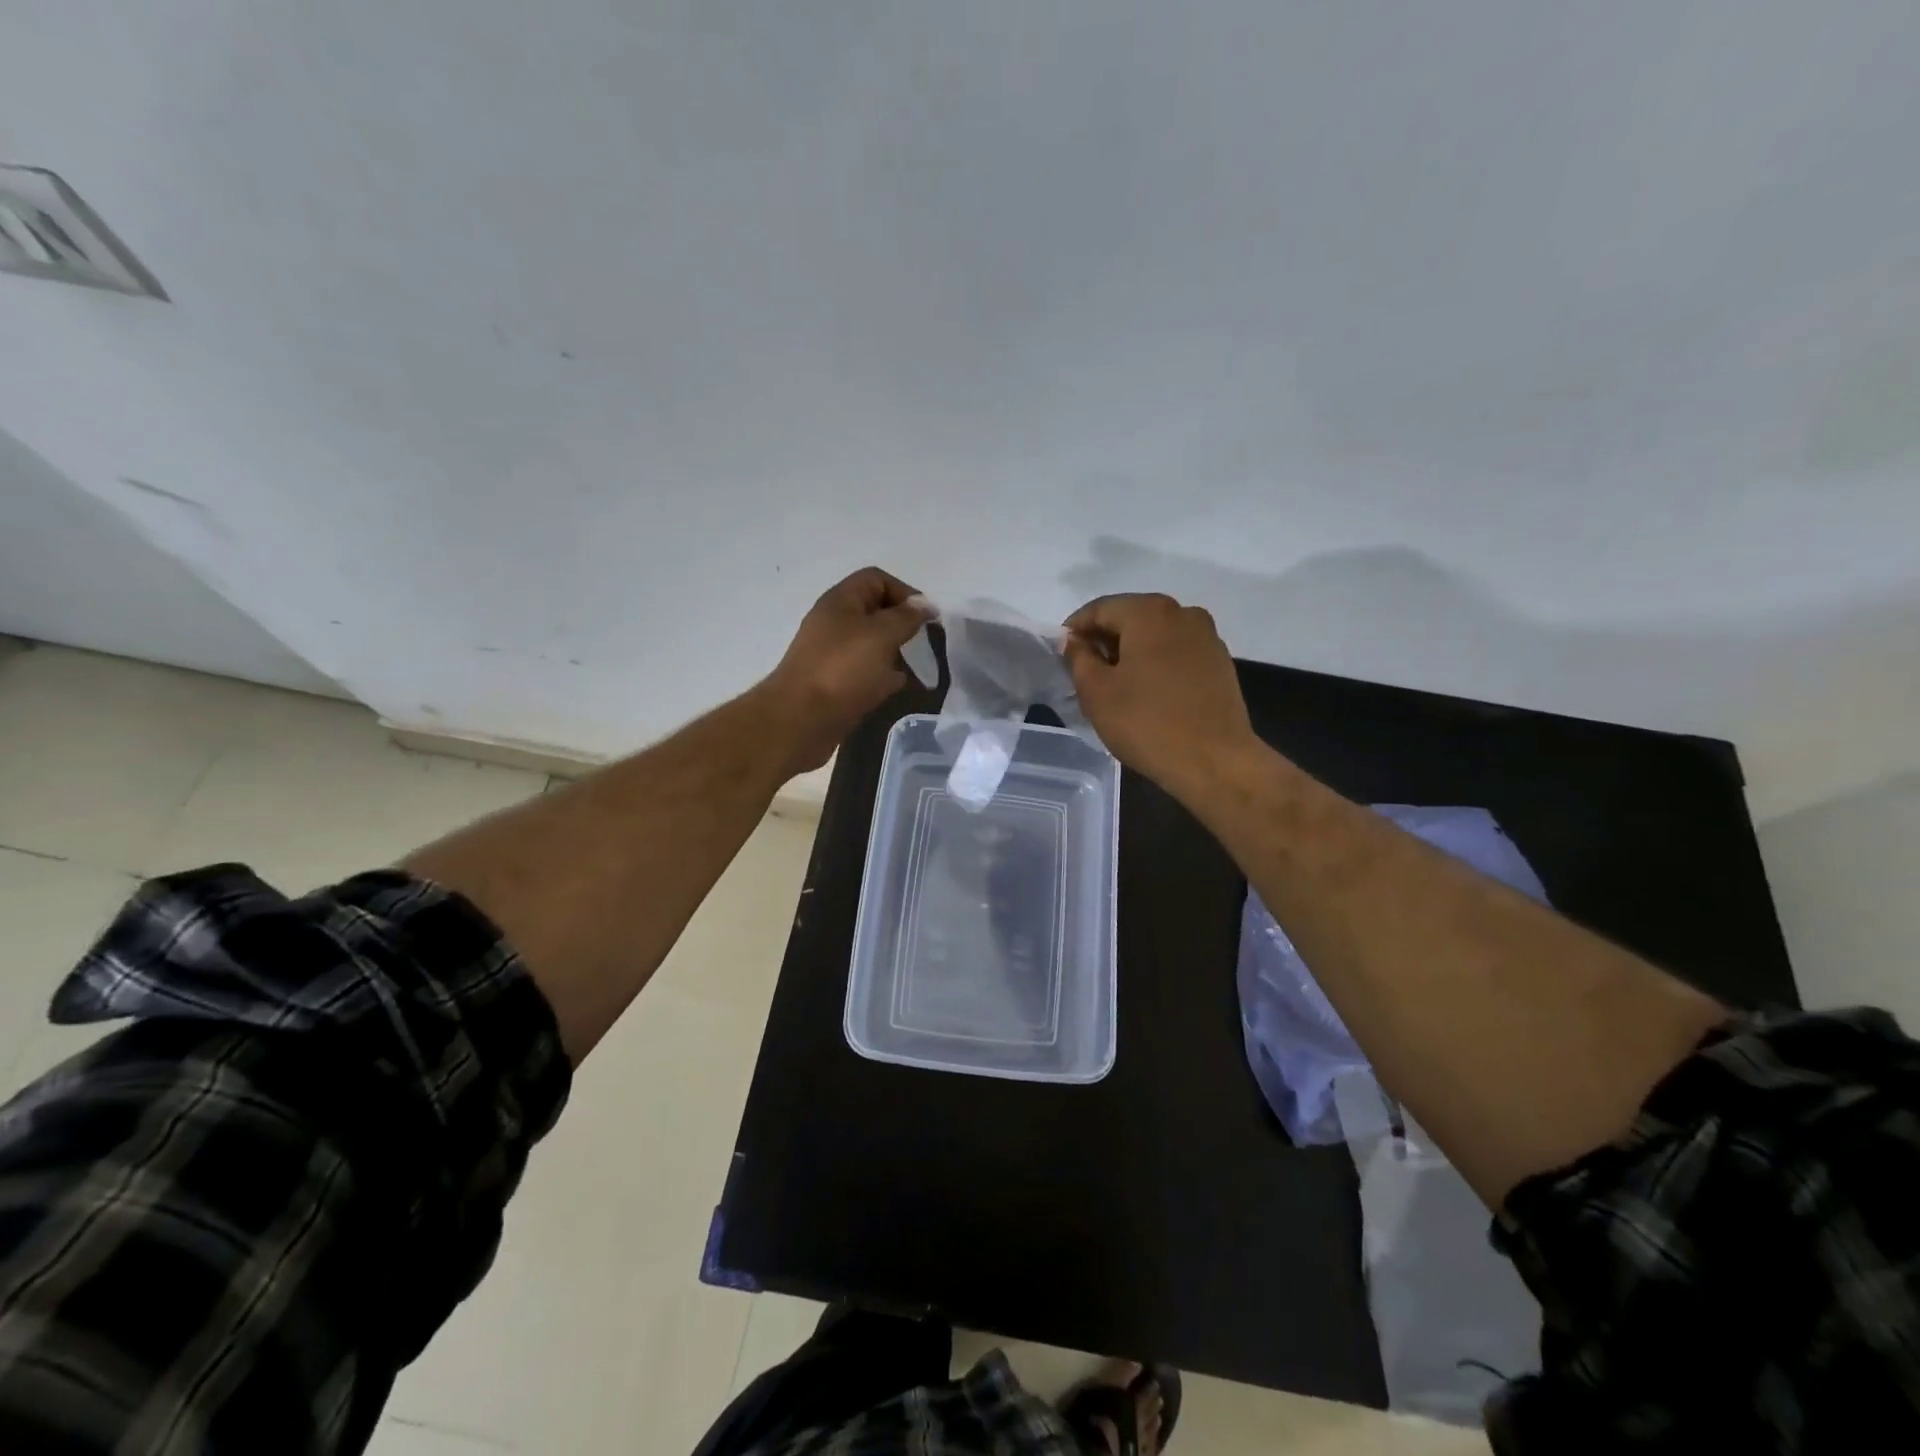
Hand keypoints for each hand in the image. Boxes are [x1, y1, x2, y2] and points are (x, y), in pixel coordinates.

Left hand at [764, 567, 929, 774]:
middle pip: (874, 612)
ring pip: (871, 644)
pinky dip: (884, 675)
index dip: (904, 591)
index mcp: (840, 602)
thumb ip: (906, 617)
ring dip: (895, 651)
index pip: (875, 579)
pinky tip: (899, 686)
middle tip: (925, 641)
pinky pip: (865, 672)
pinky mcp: (835, 684)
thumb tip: (924, 605)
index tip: (926, 616)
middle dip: (902, 623)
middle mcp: (834, 623)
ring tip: (919, 666)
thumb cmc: (843, 669)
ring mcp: (832, 655)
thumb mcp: (881, 635)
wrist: (801, 720)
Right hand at [1064, 593, 1257, 798]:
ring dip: (1131, 652)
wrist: (1214, 762)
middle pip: (1130, 617)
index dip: (1075, 629)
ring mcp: (1207, 637)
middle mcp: (1183, 613)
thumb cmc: (1146, 723)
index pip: (1099, 609)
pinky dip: (1156, 663)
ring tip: (1115, 685)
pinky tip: (1147, 693)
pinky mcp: (1220, 663)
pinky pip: (1177, 652)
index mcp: (1149, 612)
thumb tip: (1074, 641)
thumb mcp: (1096, 692)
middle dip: (1104, 640)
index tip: (1061, 655)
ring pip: (1156, 635)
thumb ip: (1078, 658)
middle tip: (1084, 672)